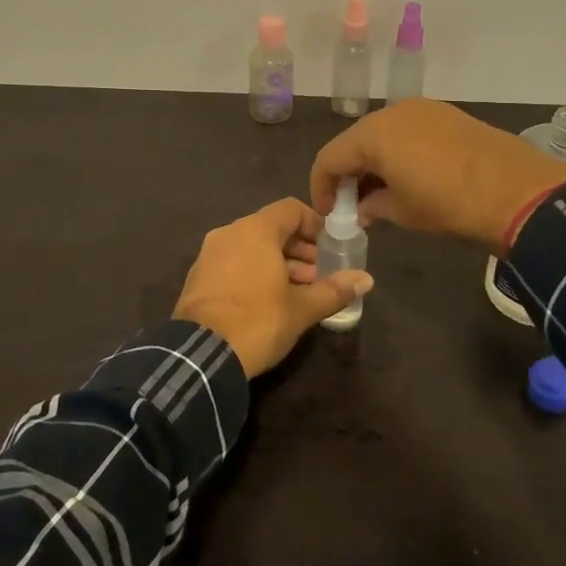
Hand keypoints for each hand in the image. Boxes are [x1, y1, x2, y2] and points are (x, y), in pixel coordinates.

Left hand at [172, 198, 374, 377]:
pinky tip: (269, 301)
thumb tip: (366, 279)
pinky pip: (234, 262)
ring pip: (252, 247)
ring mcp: (209, 254)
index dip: (315, 225)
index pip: (291, 209)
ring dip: (279, 262)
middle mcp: (230, 233)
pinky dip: (255, 272)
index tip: (331, 247)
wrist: (200, 356)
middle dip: (300, 249)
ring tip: (299, 292)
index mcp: (255, 230)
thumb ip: (334, 290)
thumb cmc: (258, 322)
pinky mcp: (198, 277)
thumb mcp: (301, 309)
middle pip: (272, 228)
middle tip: (320, 275)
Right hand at [310, 99, 565, 254]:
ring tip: (381, 194)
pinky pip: (408, 131)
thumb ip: (373, 206)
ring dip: (374, 162)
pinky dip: (399, 152)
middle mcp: (392, 112)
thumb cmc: (449, 204)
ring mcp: (423, 109)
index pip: (330, 158)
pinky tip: (410, 177)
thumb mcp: (403, 212)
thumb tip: (363, 207)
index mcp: (373, 134)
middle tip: (352, 206)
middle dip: (349, 174)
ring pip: (383, 134)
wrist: (517, 191)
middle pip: (355, 142)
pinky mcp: (446, 114)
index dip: (322, 188)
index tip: (329, 214)